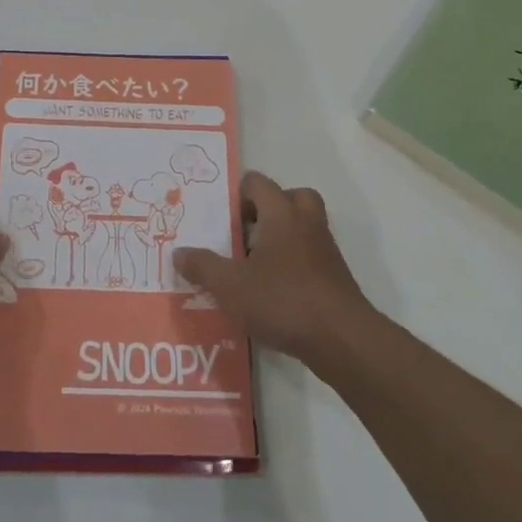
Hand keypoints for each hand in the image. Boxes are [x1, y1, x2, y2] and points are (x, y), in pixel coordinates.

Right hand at [174, 172, 374, 369]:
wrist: (342, 339)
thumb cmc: (283, 300)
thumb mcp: (230, 286)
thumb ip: (203, 266)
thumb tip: (178, 252)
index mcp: (281, 213)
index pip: (258, 183)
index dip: (237, 193)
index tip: (220, 218)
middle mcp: (307, 223)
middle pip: (291, 197)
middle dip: (267, 210)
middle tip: (245, 233)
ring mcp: (325, 250)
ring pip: (303, 227)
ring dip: (281, 237)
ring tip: (254, 264)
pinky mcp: (335, 277)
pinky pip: (311, 256)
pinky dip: (293, 264)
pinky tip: (273, 291)